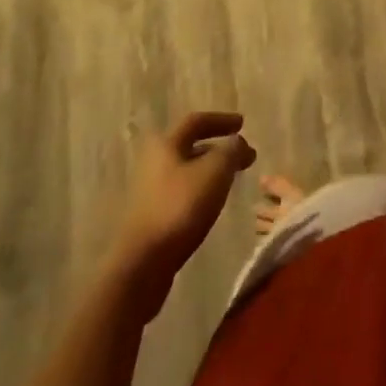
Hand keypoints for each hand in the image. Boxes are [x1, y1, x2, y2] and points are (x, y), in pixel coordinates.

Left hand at [107, 112, 254, 315]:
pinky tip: (213, 203)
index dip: (222, 120)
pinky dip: (201, 189)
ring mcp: (150, 191)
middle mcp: (155, 162)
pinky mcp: (151, 217)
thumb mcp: (215, 171)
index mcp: (166, 144)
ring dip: (211, 170)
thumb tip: (237, 142)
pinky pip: (182, 192)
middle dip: (219, 148)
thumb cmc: (180, 207)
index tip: (243, 124)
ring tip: (232, 179)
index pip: (197, 121)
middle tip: (244, 155)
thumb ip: (231, 150)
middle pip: (191, 146)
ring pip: (188, 171)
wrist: (142, 265)